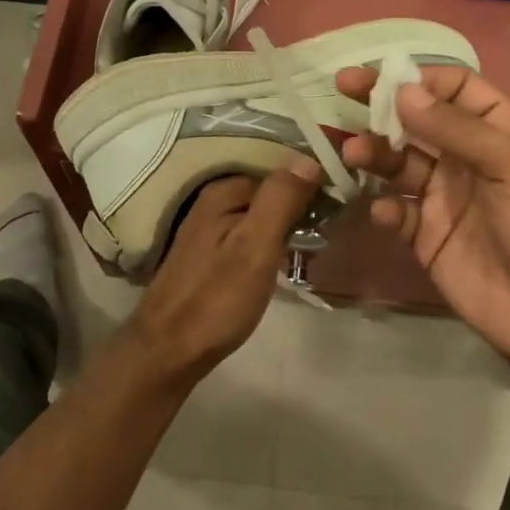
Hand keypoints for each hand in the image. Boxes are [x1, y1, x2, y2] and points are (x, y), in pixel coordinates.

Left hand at [129, 160, 322, 381]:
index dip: (311, 185)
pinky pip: (251, 236)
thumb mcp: (255, 246)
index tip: (339, 205)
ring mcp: (210, 229)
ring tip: (316, 247)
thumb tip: (309, 157)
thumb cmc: (216, 299)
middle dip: (300, 207)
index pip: (279, 171)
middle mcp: (213, 202)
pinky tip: (287, 262)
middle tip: (330, 232)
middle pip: (269, 193)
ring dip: (288, 227)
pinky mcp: (211, 255)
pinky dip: (271, 244)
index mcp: (223, 191)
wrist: (169, 351)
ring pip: (261, 216)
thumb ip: (280, 200)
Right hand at [337, 66, 509, 378]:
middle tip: (343, 88)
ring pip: (399, 162)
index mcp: (499, 132)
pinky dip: (383, 208)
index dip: (420, 78)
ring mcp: (444, 197)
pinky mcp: (426, 235)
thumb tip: (401, 91)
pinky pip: (396, 212)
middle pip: (418, 120)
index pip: (455, 89)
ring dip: (375, 153)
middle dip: (382, 104)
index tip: (381, 75)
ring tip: (353, 153)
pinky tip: (382, 212)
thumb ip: (456, 129)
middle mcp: (467, 158)